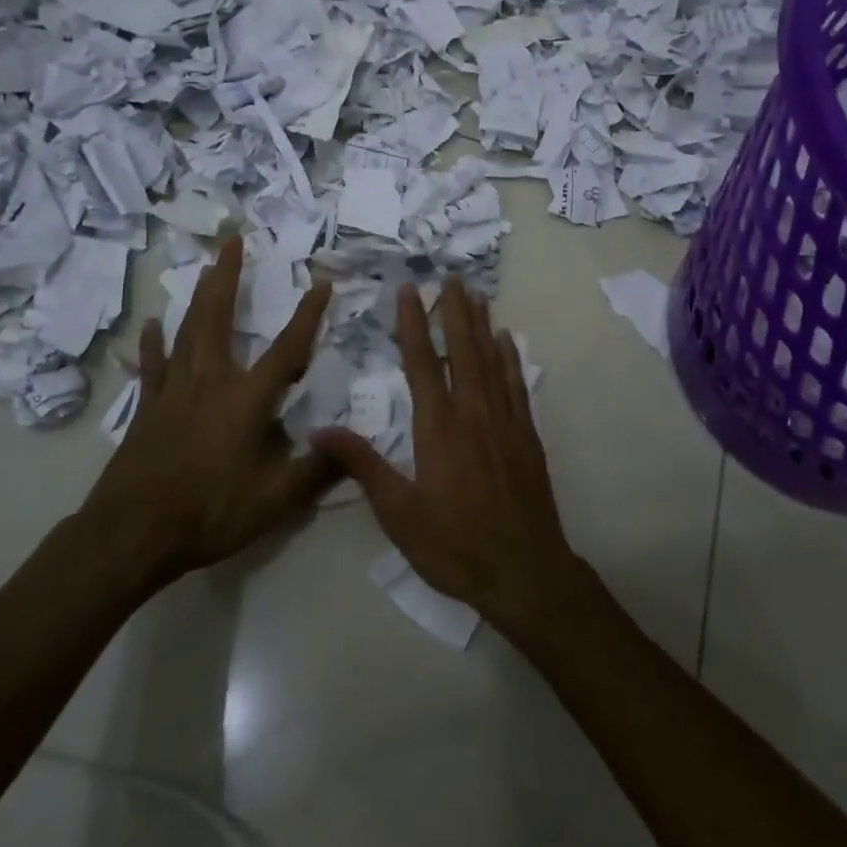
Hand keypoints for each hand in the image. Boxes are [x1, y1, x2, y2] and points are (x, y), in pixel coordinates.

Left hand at [76, 236, 342, 592]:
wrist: (132, 534)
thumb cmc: (209, 512)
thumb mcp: (275, 500)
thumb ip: (317, 470)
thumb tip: (353, 444)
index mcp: (246, 399)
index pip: (287, 348)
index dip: (308, 315)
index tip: (322, 281)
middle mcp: (210, 381)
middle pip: (220, 317)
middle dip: (229, 276)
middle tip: (233, 240)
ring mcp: (173, 391)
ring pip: (187, 331)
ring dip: (198, 296)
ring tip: (204, 267)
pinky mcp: (148, 408)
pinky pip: (153, 365)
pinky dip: (154, 343)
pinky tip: (152, 325)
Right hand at [312, 278, 586, 638]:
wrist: (524, 570)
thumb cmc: (454, 545)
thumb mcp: (398, 513)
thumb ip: (363, 466)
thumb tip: (320, 429)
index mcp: (437, 427)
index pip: (422, 362)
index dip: (414, 323)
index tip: (409, 290)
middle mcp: (472, 412)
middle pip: (462, 350)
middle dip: (454, 310)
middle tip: (451, 276)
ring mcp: (505, 421)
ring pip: (491, 360)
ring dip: (482, 325)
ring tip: (476, 294)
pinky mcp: (527, 435)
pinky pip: (517, 385)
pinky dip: (511, 358)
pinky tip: (508, 340)